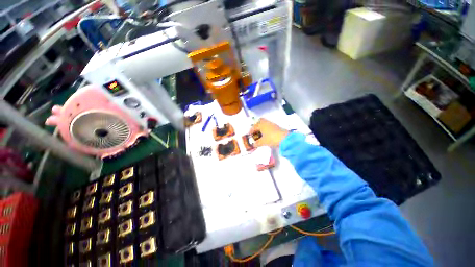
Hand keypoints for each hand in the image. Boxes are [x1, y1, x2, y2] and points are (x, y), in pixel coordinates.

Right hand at [249, 118, 289, 146]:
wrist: (285, 138)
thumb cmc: (271, 139)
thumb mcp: (263, 142)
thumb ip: (257, 143)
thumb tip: (253, 145)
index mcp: (261, 125)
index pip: (254, 127)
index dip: (250, 131)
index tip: (249, 135)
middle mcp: (266, 122)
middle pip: (260, 121)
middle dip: (256, 126)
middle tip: (255, 131)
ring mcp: (272, 124)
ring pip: (265, 123)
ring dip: (261, 127)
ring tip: (260, 134)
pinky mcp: (276, 126)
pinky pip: (268, 126)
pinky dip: (266, 129)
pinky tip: (266, 134)